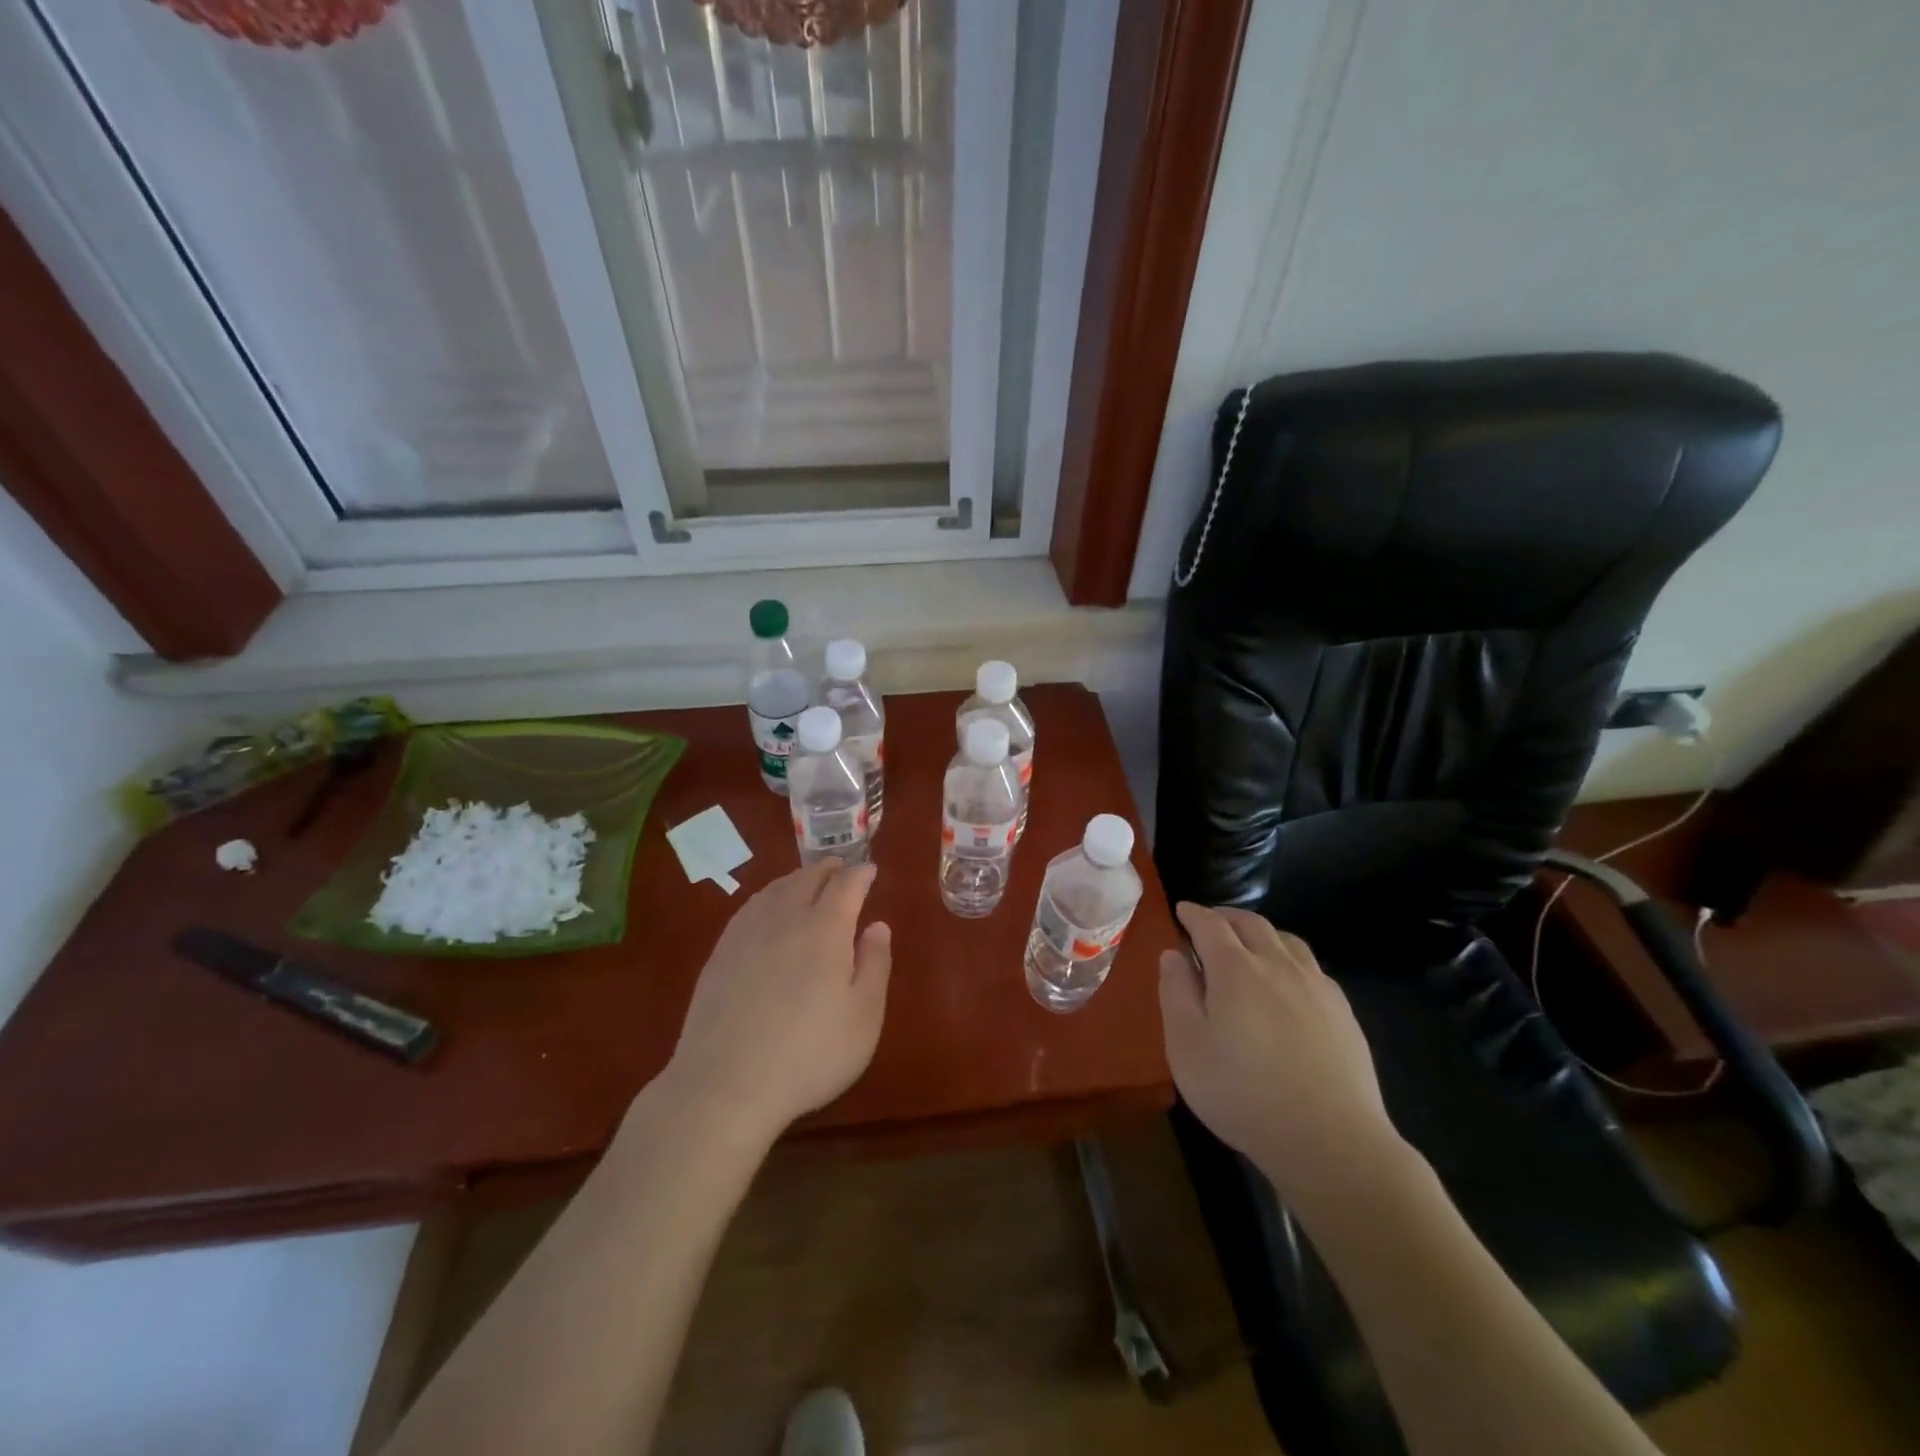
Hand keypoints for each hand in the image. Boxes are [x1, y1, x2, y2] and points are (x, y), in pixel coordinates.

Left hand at [659, 860, 891, 1149]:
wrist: (724, 1085)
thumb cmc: (809, 1055)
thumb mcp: (864, 1017)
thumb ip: (875, 965)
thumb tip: (877, 925)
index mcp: (825, 928)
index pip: (846, 884)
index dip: (860, 873)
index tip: (870, 870)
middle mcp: (785, 918)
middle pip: (808, 878)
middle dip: (829, 869)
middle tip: (841, 868)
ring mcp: (747, 933)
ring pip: (776, 889)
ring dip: (797, 878)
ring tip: (808, 880)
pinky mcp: (720, 953)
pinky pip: (750, 908)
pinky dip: (768, 897)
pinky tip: (768, 909)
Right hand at [1160, 903, 1402, 1204]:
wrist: (1331, 1141)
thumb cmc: (1243, 1094)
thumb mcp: (1186, 1047)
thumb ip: (1176, 993)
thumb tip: (1173, 954)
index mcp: (1235, 970)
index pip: (1210, 925)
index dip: (1193, 914)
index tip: (1181, 910)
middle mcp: (1278, 965)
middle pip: (1251, 923)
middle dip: (1226, 917)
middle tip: (1210, 923)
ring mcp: (1316, 986)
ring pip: (1286, 940)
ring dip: (1261, 933)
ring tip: (1249, 946)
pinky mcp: (1342, 1011)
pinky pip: (1311, 967)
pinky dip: (1289, 959)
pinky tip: (1287, 983)